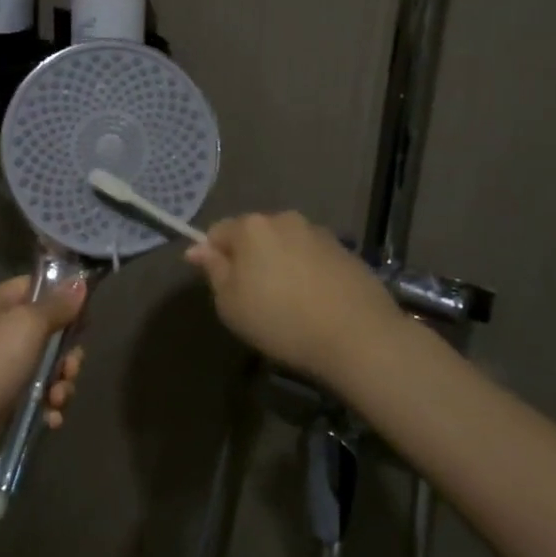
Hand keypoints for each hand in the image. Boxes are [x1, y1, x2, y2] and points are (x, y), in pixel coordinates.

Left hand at [0, 275, 86, 462]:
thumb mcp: (29, 324)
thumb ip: (58, 304)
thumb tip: (79, 283)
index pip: (37, 289)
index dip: (64, 301)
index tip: (85, 319)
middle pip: (48, 333)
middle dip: (67, 354)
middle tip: (70, 369)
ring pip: (47, 367)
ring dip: (61, 384)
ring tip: (58, 399)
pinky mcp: (3, 399)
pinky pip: (37, 396)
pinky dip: (48, 406)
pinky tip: (51, 417)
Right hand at [185, 211, 410, 383]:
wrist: (358, 336)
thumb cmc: (281, 320)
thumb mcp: (230, 303)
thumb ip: (213, 270)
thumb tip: (197, 248)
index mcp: (251, 227)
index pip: (217, 232)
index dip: (212, 257)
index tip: (220, 286)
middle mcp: (285, 219)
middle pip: (254, 234)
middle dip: (248, 257)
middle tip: (252, 296)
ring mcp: (319, 233)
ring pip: (285, 244)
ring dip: (279, 263)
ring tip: (287, 301)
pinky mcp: (346, 252)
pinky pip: (312, 257)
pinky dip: (306, 272)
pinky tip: (313, 302)